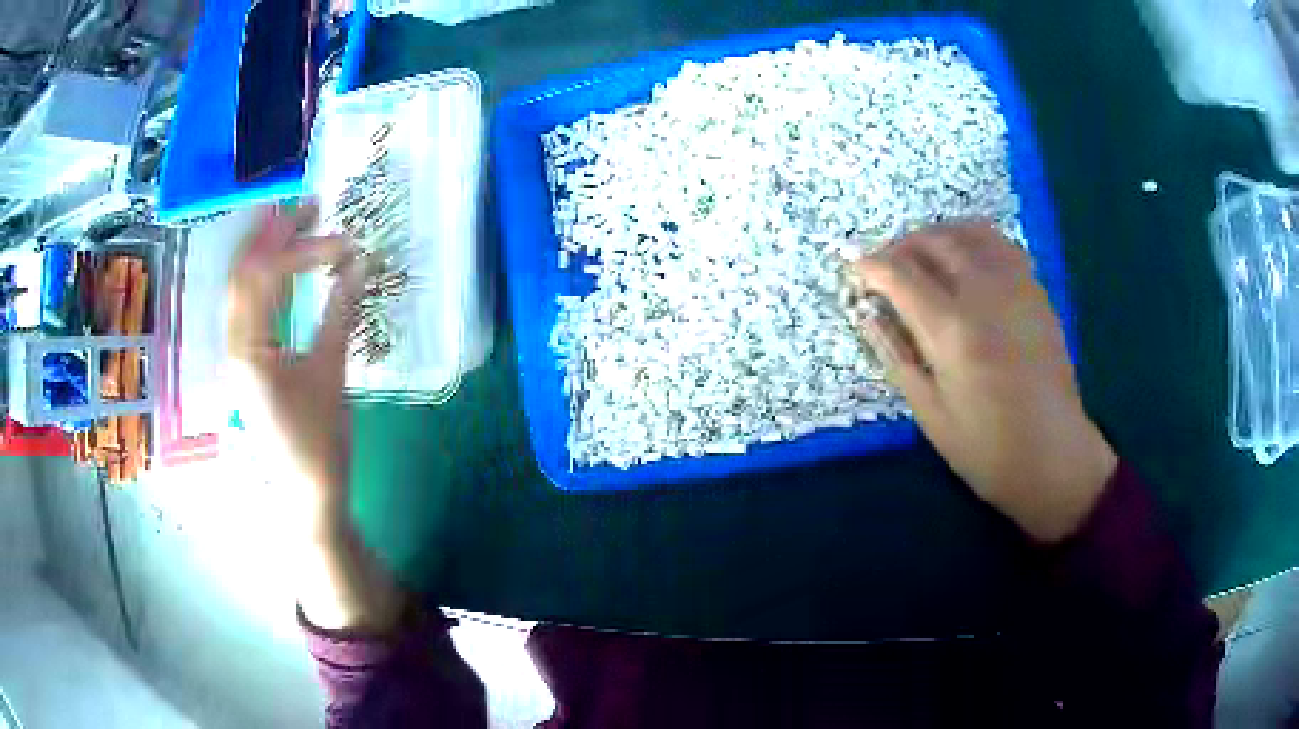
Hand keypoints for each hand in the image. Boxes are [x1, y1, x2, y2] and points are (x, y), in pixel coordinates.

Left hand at [227, 204, 366, 536]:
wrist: (305, 495)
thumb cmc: (318, 442)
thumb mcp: (331, 374)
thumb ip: (341, 312)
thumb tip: (361, 263)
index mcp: (248, 349)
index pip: (267, 276)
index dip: (306, 249)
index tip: (346, 243)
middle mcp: (231, 343)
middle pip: (243, 271)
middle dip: (275, 232)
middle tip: (312, 205)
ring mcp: (234, 352)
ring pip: (240, 286)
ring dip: (266, 250)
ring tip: (298, 224)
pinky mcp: (243, 360)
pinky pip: (247, 305)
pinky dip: (265, 277)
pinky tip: (284, 268)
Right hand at [852, 222, 1116, 542]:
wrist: (1054, 455)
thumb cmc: (987, 448)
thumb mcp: (930, 413)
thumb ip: (897, 354)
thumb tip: (867, 314)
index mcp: (953, 331)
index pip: (900, 274)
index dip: (870, 266)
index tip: (855, 270)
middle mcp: (984, 294)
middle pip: (934, 241)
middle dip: (901, 245)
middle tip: (886, 268)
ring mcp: (1016, 287)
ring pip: (969, 231)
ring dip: (938, 235)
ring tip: (924, 259)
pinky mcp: (1036, 291)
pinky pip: (1000, 244)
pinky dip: (973, 241)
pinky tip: (966, 264)